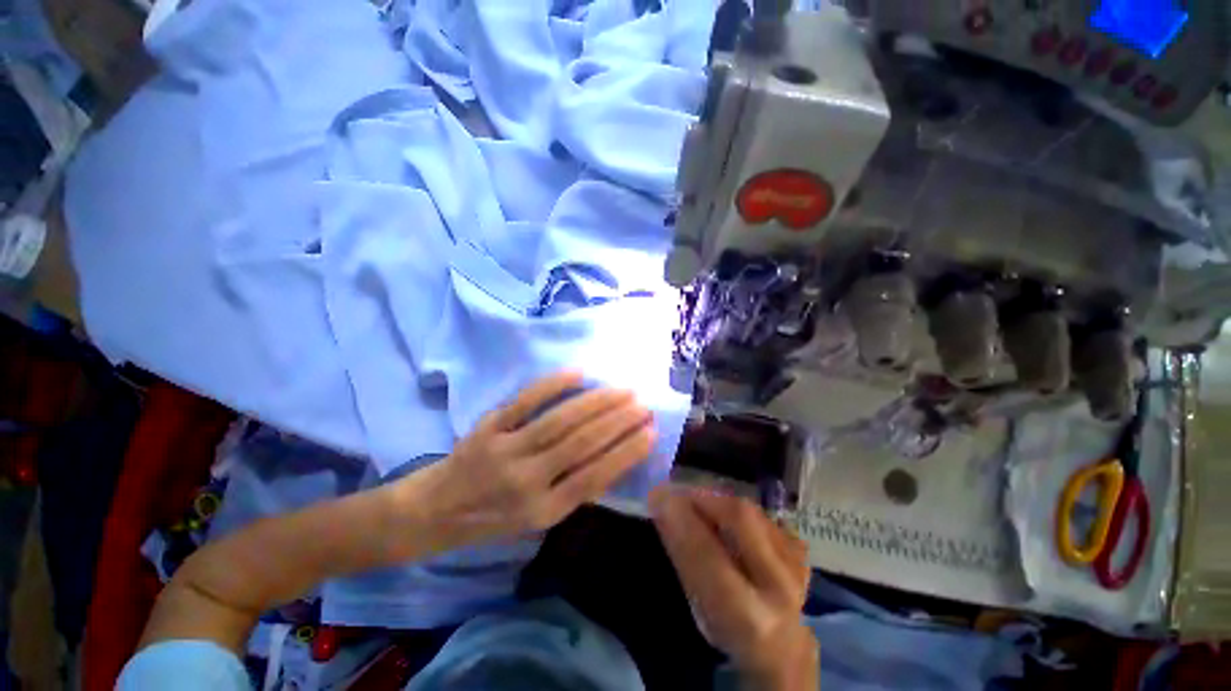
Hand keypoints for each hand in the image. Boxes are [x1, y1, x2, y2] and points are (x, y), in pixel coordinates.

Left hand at [409, 371, 656, 548]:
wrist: (432, 512)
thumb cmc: (491, 520)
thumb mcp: (537, 521)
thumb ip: (573, 491)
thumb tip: (614, 457)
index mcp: (543, 511)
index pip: (596, 476)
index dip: (627, 451)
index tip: (651, 430)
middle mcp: (527, 482)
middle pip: (582, 444)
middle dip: (618, 421)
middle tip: (642, 403)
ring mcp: (506, 451)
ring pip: (560, 421)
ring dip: (596, 402)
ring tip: (622, 390)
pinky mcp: (489, 428)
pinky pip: (525, 402)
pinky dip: (553, 386)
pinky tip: (578, 373)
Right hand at [651, 487, 816, 690]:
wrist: (783, 651)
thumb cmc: (729, 634)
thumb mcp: (701, 610)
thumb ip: (685, 561)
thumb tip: (664, 510)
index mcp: (751, 618)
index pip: (710, 556)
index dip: (681, 521)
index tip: (657, 497)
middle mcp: (781, 588)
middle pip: (741, 518)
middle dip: (702, 498)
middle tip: (676, 494)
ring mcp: (797, 566)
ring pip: (752, 511)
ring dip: (719, 501)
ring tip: (696, 504)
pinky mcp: (801, 552)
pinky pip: (764, 518)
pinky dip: (739, 512)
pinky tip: (725, 518)